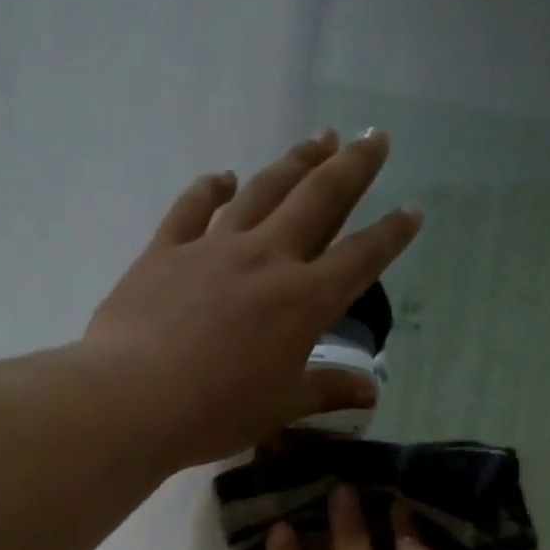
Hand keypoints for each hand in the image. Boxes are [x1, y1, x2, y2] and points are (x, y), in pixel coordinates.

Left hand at [84, 129, 421, 467]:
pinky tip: (223, 176)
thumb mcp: (282, 407)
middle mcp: (266, 259)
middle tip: (375, 138)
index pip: (360, 259)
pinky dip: (210, 188)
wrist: (135, 400)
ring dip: (295, 163)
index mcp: (303, 301)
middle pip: (318, 200)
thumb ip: (328, 390)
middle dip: (352, 168)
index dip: (390, 235)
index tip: (413, 210)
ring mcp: (213, 248)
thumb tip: (371, 392)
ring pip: (263, 191)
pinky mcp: (165, 250)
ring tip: (319, 139)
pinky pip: (193, 208)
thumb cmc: (218, 412)